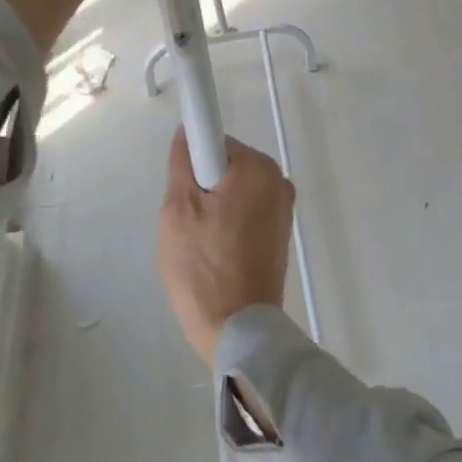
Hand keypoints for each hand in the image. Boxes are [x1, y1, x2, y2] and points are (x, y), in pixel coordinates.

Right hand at [156, 130, 292, 364]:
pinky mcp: (280, 232)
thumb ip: (182, 162)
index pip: (214, 142)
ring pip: (233, 190)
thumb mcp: (178, 209)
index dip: (193, 161)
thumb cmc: (203, 267)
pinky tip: (217, 253)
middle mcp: (278, 180)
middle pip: (225, 166)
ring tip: (202, 243)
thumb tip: (188, 131)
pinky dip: (229, 223)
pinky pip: (246, 211)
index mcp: (258, 168)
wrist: (238, 330)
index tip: (184, 189)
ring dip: (214, 207)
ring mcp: (283, 208)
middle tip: (189, 223)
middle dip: (202, 187)